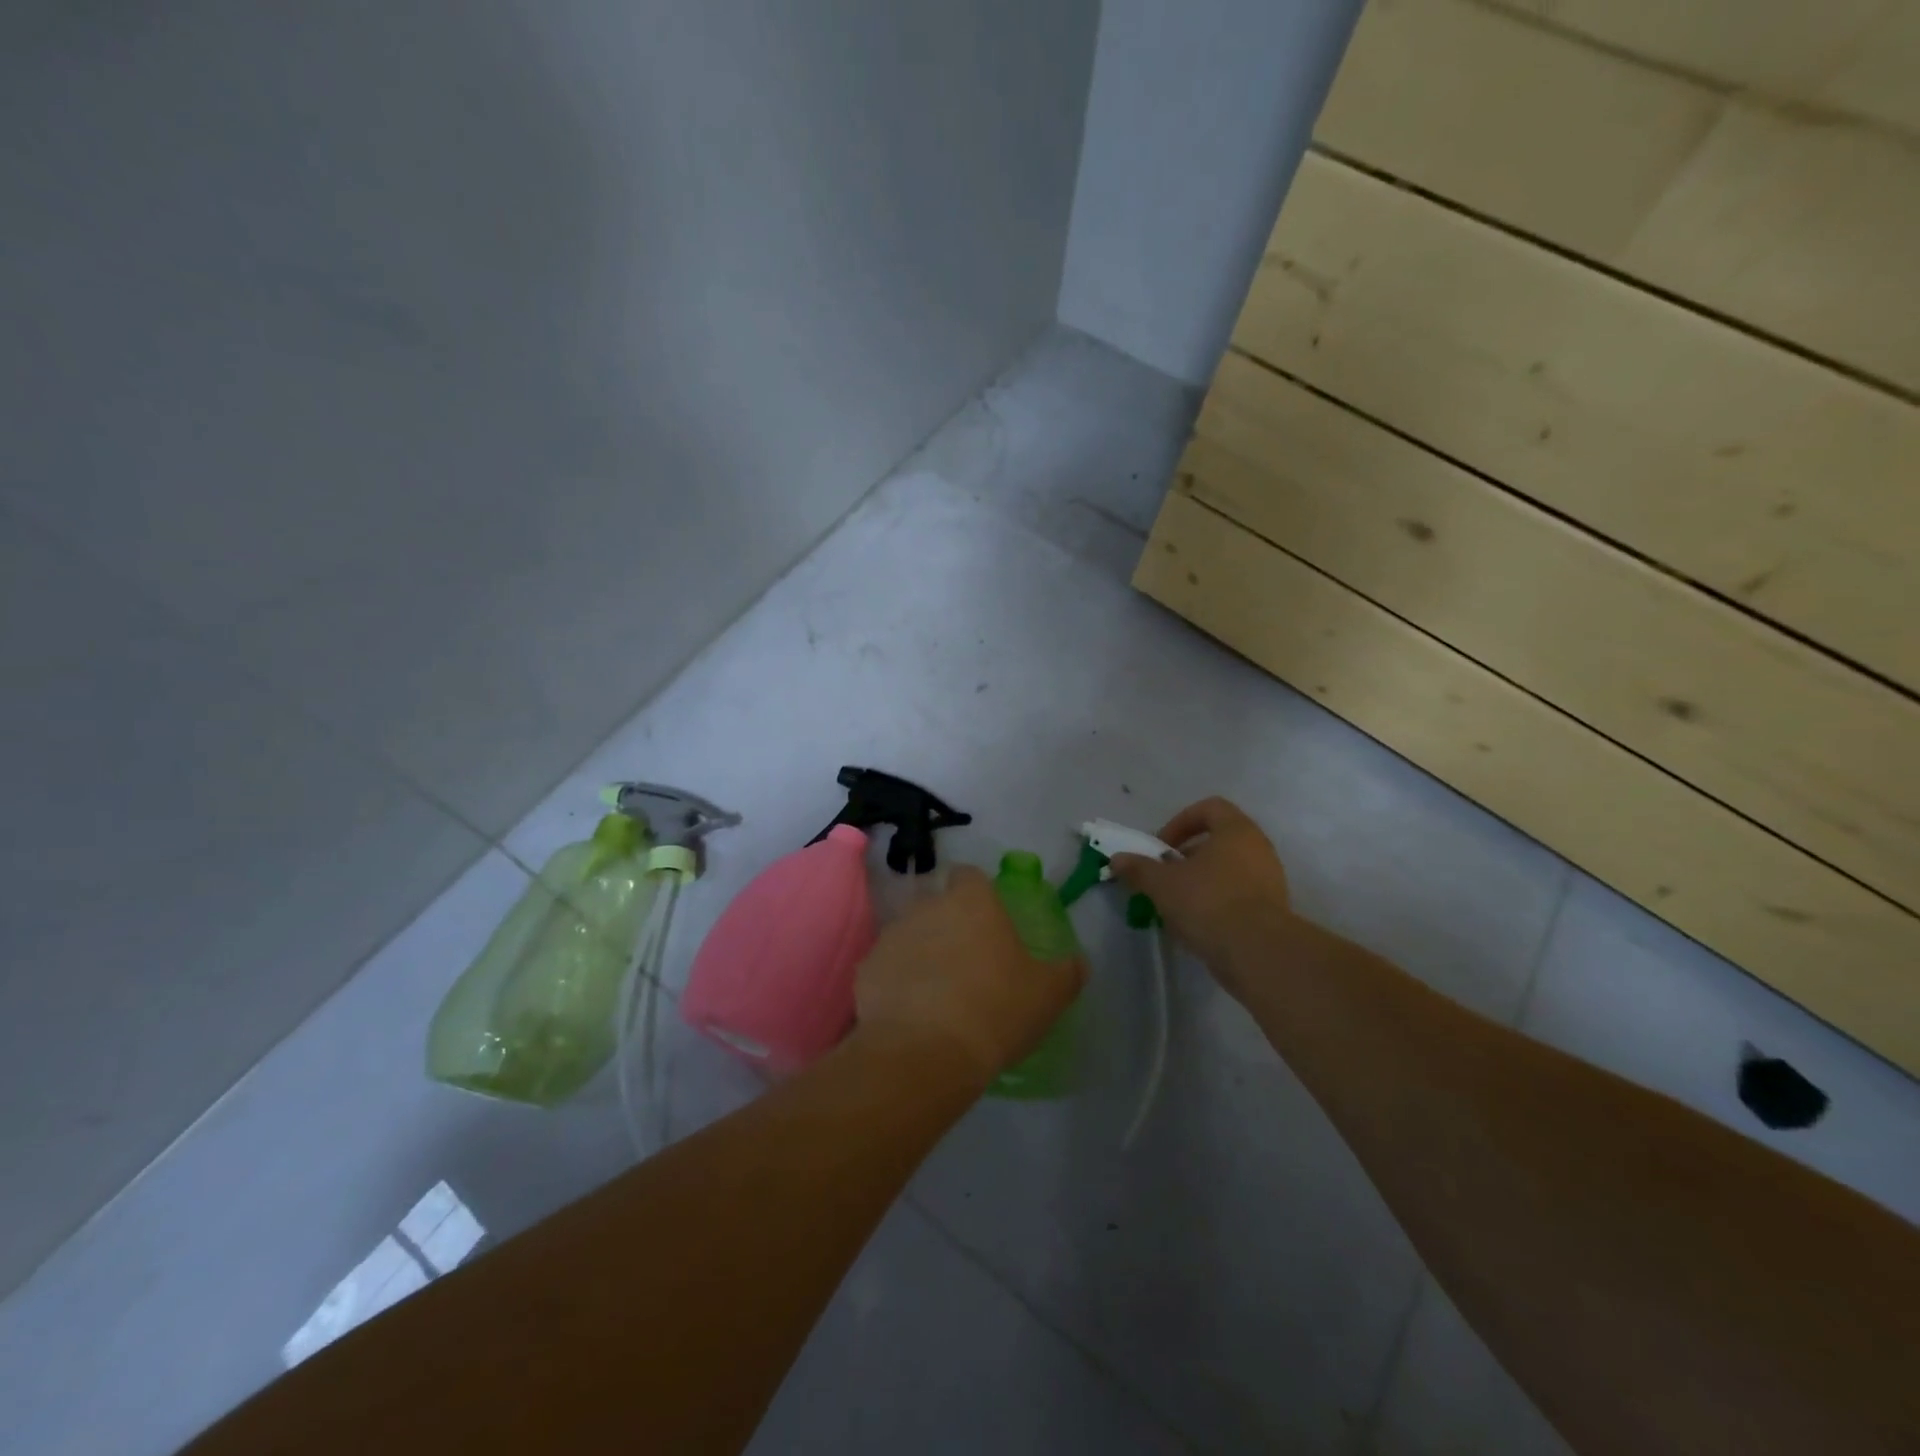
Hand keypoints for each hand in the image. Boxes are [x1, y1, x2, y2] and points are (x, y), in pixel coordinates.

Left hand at [853, 866, 1084, 1089]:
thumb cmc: (995, 1011)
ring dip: (922, 951)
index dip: (978, 893)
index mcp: (972, 902)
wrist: (924, 1053)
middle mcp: (927, 906)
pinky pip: (887, 966)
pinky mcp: (867, 968)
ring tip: (937, 991)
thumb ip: (1067, 972)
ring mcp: (892, 935)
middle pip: (937, 902)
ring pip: (910, 932)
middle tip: (967, 961)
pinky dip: (897, 981)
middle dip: (949, 923)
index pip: (970, 875)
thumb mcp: (1047, 996)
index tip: (989, 921)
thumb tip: (1078, 962)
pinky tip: (911, 1012)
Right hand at [1110, 797, 1292, 997]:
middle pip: (1217, 841)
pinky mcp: (1272, 910)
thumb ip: (1139, 868)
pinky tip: (1195, 924)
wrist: (1258, 953)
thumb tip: (1117, 859)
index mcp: (1236, 830)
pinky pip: (1238, 895)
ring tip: (1176, 904)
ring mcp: (1270, 879)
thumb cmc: (1208, 902)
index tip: (1161, 847)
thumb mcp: (1162, 883)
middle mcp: (1258, 848)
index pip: (1209, 808)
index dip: (1180, 822)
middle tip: (1164, 876)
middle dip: (1186, 857)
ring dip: (1199, 881)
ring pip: (1227, 870)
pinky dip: (1215, 903)